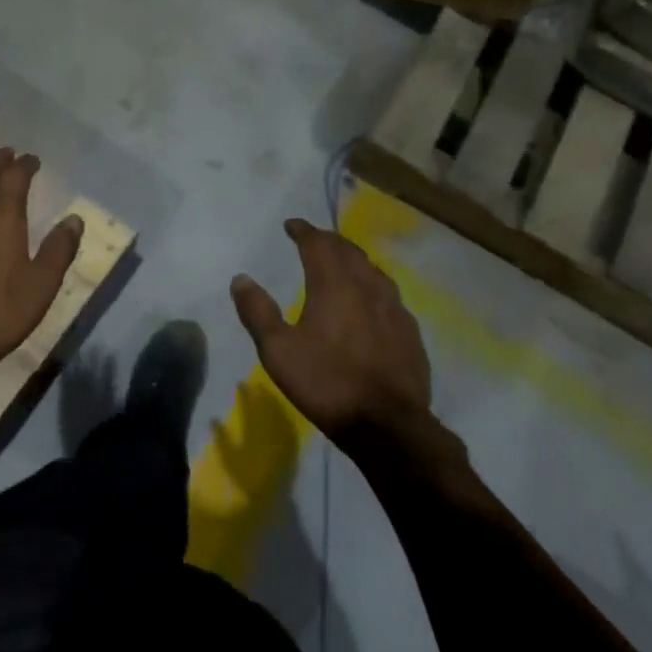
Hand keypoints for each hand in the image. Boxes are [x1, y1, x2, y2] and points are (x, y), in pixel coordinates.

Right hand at [231, 218, 430, 440]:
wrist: (389, 426)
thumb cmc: (327, 383)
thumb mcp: (278, 351)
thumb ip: (257, 312)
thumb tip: (240, 278)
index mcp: (333, 284)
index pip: (317, 243)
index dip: (303, 230)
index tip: (291, 225)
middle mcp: (366, 286)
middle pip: (347, 250)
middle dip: (328, 240)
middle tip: (314, 239)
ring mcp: (394, 308)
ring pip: (372, 269)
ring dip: (353, 260)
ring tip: (342, 263)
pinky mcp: (410, 332)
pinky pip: (389, 295)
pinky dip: (373, 286)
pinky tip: (372, 302)